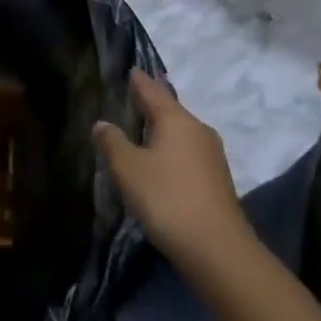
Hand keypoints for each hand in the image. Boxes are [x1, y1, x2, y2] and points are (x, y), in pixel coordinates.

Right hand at [94, 70, 248, 264]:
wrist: (218, 250)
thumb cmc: (167, 198)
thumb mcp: (129, 169)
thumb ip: (113, 143)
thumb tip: (102, 123)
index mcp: (177, 120)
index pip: (153, 91)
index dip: (140, 82)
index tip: (131, 70)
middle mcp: (198, 130)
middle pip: (171, 110)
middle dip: (153, 105)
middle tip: (134, 97)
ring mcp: (212, 156)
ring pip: (182, 133)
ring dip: (163, 129)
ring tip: (144, 129)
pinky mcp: (217, 181)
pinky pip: (188, 153)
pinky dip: (172, 150)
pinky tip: (162, 161)